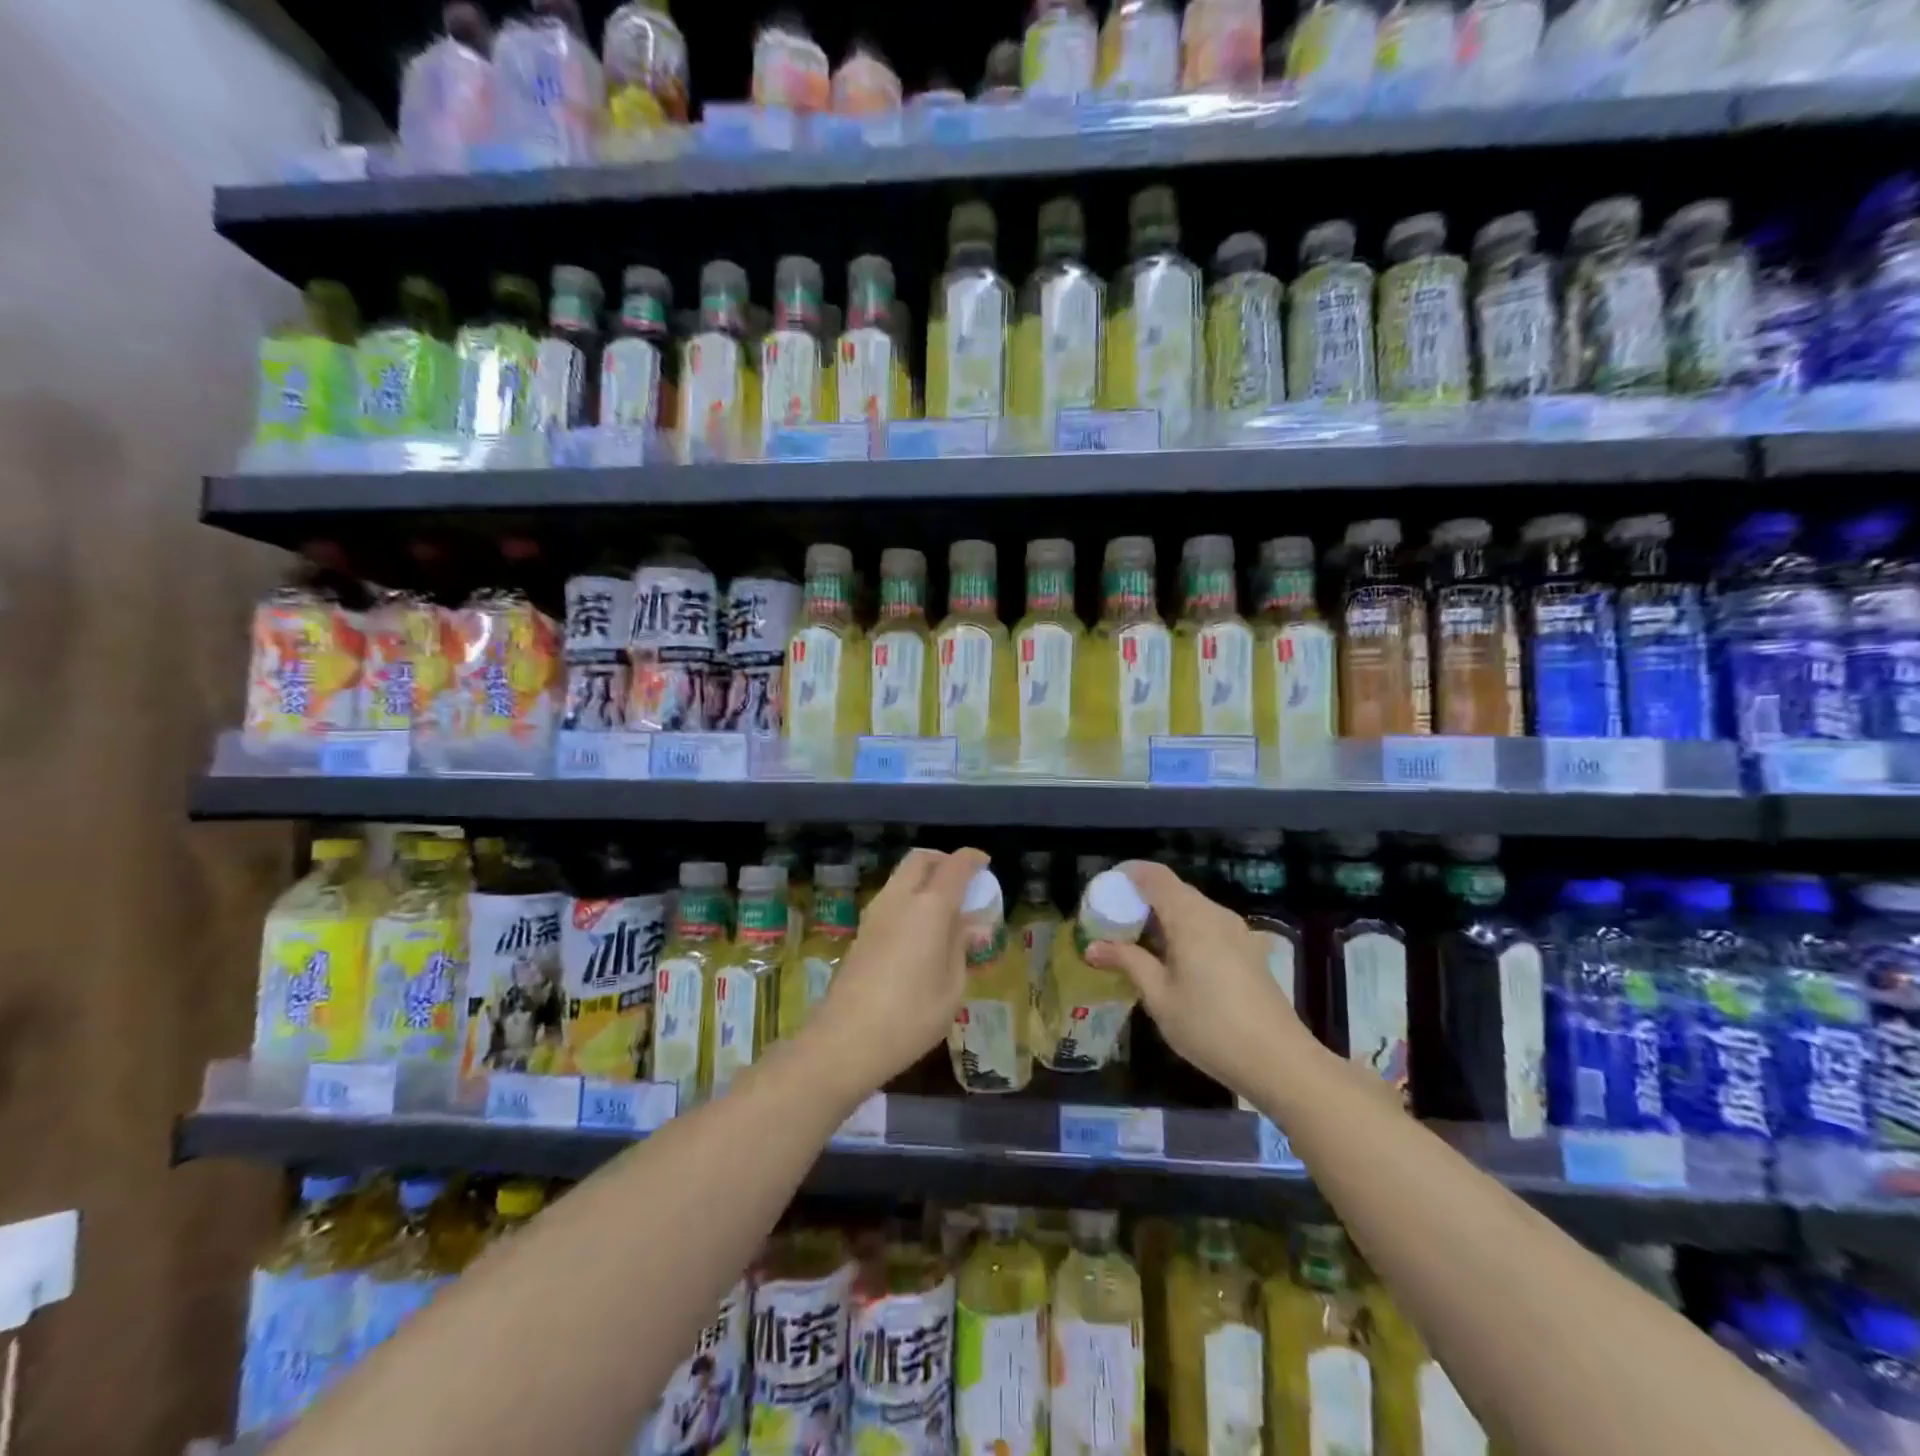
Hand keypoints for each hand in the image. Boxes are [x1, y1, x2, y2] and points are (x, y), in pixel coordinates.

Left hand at [802, 847, 987, 1095]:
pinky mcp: (861, 932)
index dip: (972, 859)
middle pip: (920, 860)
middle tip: (963, 880)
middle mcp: (899, 899)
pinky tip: (921, 929)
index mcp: (929, 907)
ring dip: (924, 879)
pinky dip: (909, 898)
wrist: (845, 1040)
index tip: (985, 864)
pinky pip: (891, 898)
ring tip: (945, 908)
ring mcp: (875, 914)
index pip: (954, 866)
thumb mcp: (952, 987)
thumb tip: (970, 924)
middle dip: (943, 860)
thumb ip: (961, 947)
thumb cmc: (911, 1016)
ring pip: (901, 877)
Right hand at [1086, 859, 1310, 1096]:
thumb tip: (1092, 947)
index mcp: (1191, 917)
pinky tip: (1173, 963)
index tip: (1103, 892)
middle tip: (1113, 923)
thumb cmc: (1211, 1027)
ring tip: (1138, 945)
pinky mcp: (1248, 951)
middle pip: (1172, 889)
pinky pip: (1208, 926)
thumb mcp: (1160, 997)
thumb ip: (1127, 962)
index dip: (1126, 875)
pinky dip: (1184, 931)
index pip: (1153, 875)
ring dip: (1162, 918)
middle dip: (1140, 899)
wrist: (1280, 1062)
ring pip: (1191, 908)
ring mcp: (1237, 931)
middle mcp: (1215, 914)